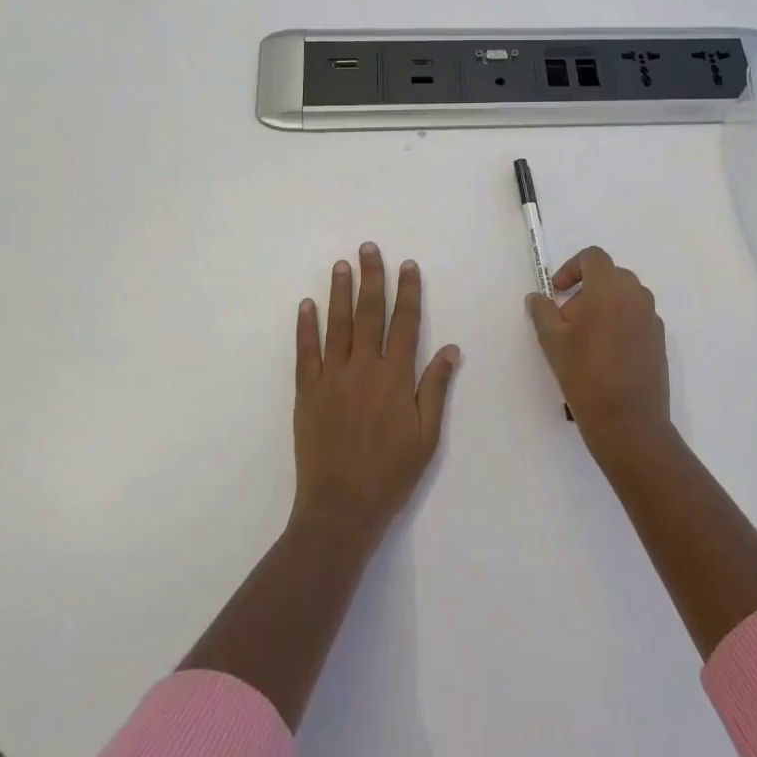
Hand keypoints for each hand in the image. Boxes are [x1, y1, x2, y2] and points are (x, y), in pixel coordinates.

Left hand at [293, 243, 461, 540]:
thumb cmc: (391, 473)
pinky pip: (305, 352)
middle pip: (370, 313)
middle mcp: (364, 368)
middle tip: (369, 248)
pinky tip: (306, 304)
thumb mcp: (427, 436)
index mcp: (396, 377)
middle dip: (371, 278)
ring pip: (337, 324)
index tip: (407, 265)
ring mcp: (331, 377)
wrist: (341, 507)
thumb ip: (435, 388)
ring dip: (340, 291)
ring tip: (341, 264)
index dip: (408, 292)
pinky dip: (305, 326)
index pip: (405, 323)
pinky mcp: (307, 392)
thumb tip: (451, 349)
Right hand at [526, 246, 670, 453]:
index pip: (593, 257)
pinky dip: (619, 324)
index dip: (571, 268)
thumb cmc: (585, 375)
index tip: (556, 292)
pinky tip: (605, 356)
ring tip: (584, 341)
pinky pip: (636, 319)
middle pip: (610, 276)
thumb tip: (537, 297)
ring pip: (624, 298)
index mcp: (610, 288)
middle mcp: (636, 296)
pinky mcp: (660, 341)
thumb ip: (542, 311)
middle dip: (586, 290)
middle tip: (566, 320)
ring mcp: (652, 319)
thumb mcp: (552, 341)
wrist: (628, 422)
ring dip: (603, 307)